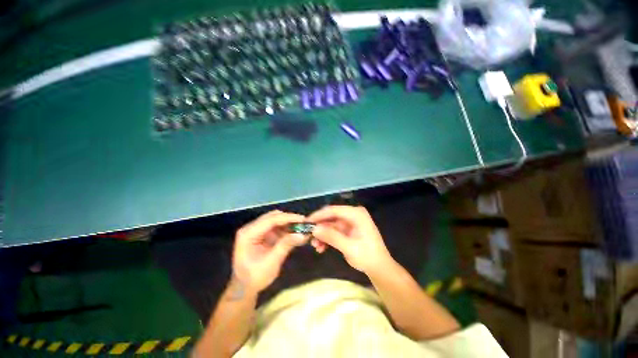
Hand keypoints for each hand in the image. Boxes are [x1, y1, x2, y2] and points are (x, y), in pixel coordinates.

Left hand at [232, 210, 306, 292]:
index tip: (303, 219)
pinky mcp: (262, 234)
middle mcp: (251, 228)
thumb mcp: (271, 262)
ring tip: (302, 227)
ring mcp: (256, 230)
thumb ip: (286, 245)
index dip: (288, 218)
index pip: (271, 220)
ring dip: (288, 223)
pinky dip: (286, 228)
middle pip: (273, 217)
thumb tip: (303, 235)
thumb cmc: (254, 277)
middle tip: (304, 223)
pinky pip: (276, 227)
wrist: (244, 288)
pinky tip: (295, 232)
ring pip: (275, 220)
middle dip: (289, 219)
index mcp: (248, 234)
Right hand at [308, 205, 393, 274]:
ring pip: (331, 225)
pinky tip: (321, 248)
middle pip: (331, 217)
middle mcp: (353, 215)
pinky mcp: (348, 230)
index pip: (334, 210)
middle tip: (309, 236)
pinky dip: (327, 238)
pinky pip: (334, 231)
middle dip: (320, 227)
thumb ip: (331, 236)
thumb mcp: (349, 247)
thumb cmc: (367, 256)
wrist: (379, 268)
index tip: (306, 222)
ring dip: (322, 235)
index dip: (319, 215)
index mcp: (356, 214)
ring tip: (315, 246)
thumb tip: (314, 229)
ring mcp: (350, 222)